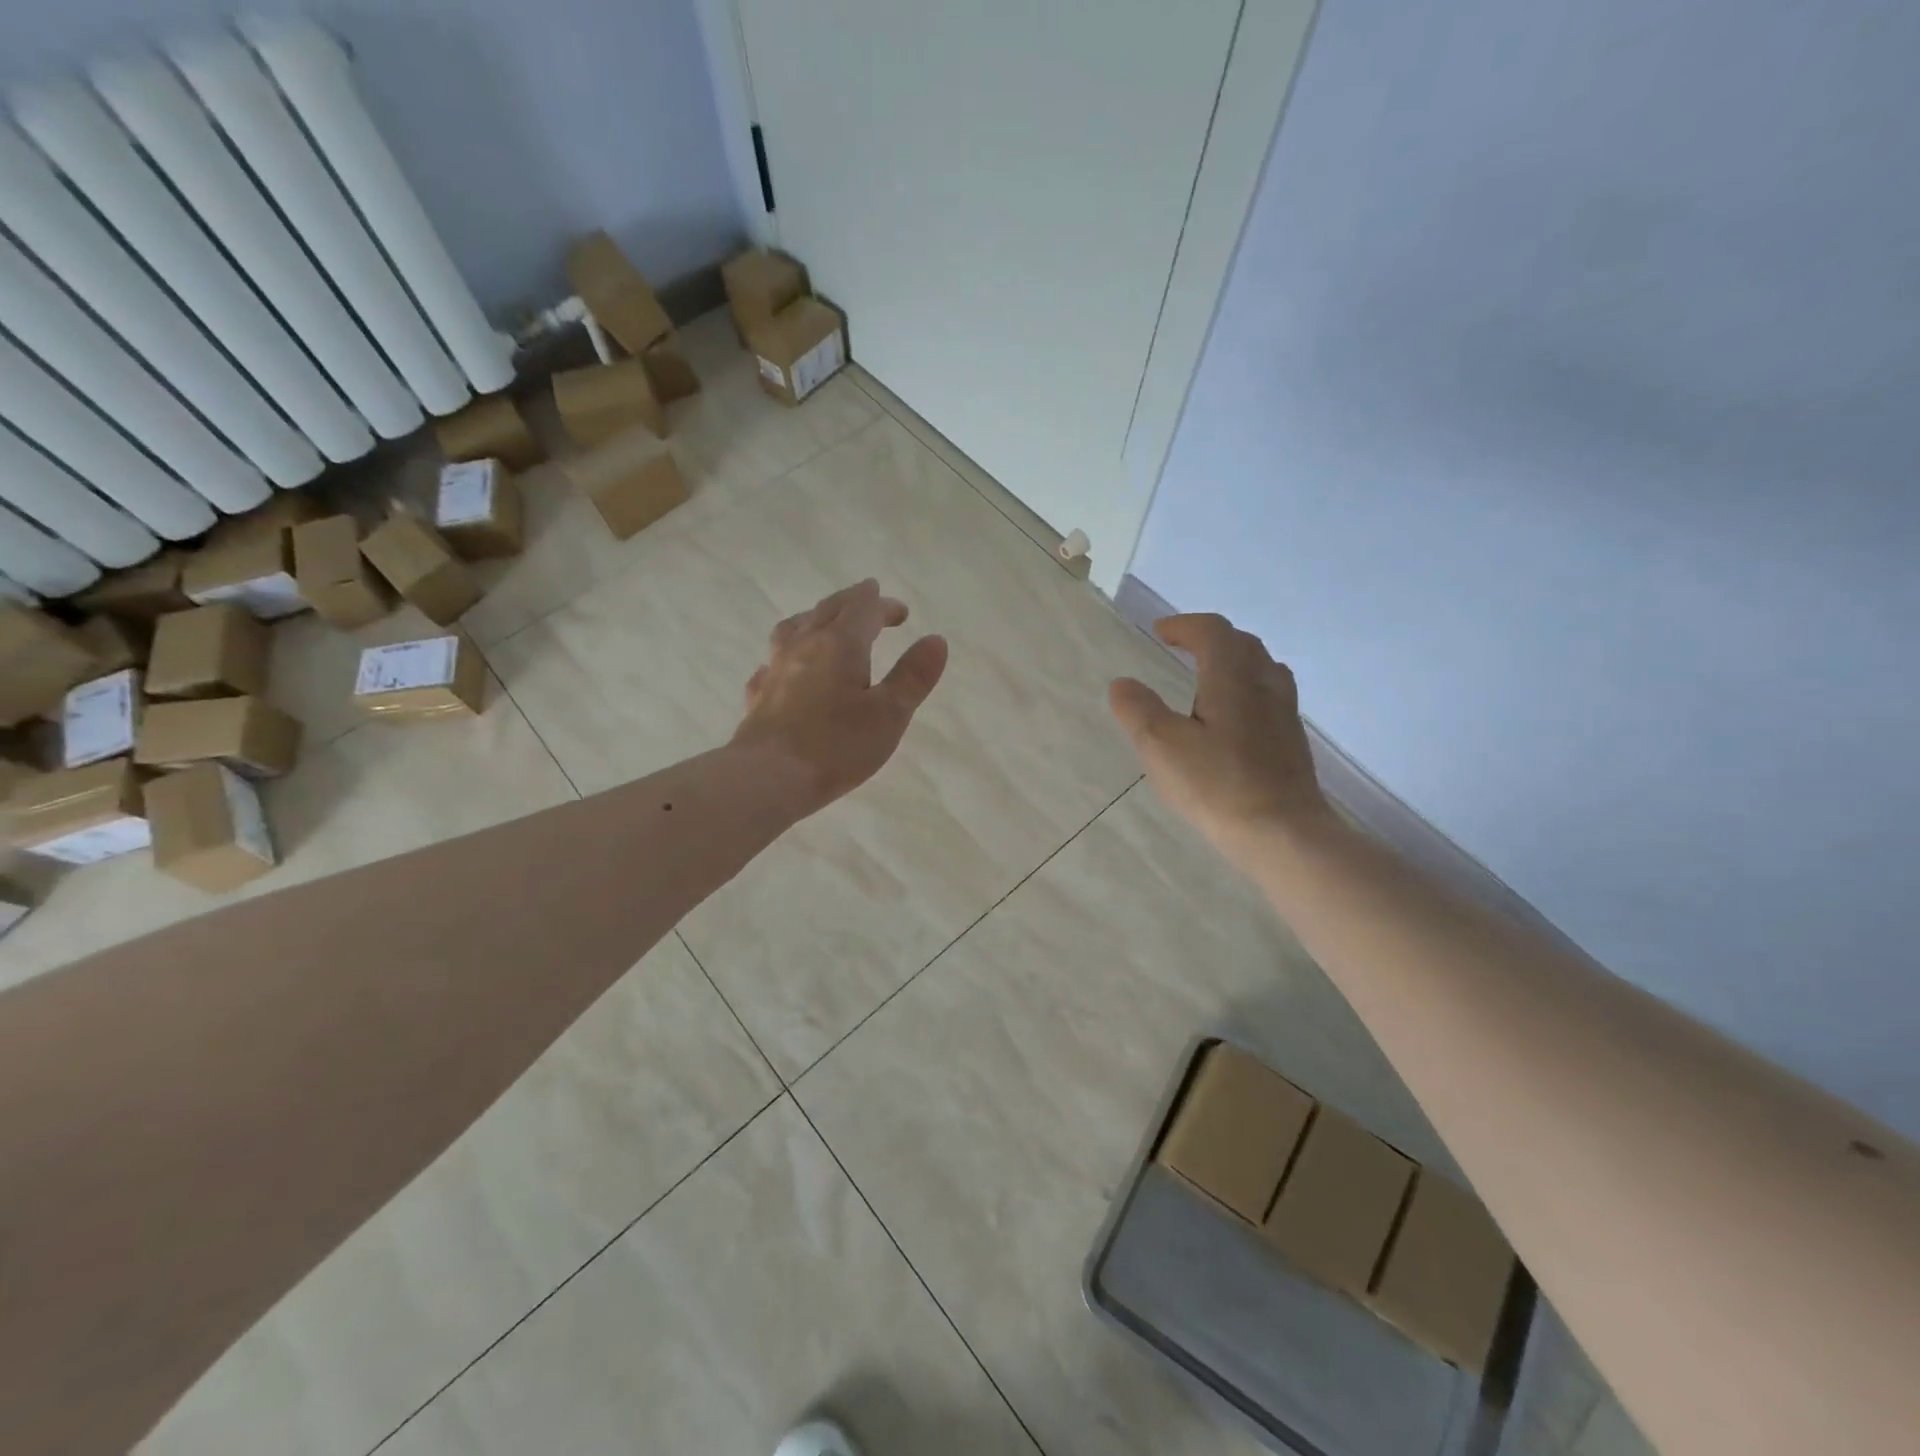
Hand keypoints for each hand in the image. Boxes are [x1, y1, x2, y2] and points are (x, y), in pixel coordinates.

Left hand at [733, 579, 948, 812]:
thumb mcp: (889, 714)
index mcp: (840, 645)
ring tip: (822, 621)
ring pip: (793, 629)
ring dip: (814, 618)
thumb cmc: (836, 746)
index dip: (884, 606)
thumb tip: (936, 639)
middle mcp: (804, 646)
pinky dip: (787, 655)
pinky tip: (786, 668)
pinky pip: (772, 662)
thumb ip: (913, 676)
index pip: (864, 610)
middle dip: (852, 602)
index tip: (901, 613)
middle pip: (827, 610)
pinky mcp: (758, 696)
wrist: (767, 778)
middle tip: (868, 597)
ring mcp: (775, 669)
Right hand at [1108, 614, 1332, 856]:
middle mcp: (1264, 686)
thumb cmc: (1217, 785)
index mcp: (1232, 679)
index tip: (1160, 632)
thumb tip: (1123, 683)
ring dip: (1234, 661)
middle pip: (1242, 644)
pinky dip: (1246, 689)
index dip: (1184, 626)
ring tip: (1210, 676)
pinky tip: (1233, 717)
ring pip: (1262, 669)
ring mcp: (1284, 714)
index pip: (1212, 632)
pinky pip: (1270, 696)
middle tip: (1183, 647)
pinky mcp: (1291, 742)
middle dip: (1210, 638)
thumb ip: (1138, 710)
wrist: (1281, 832)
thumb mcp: (1161, 746)